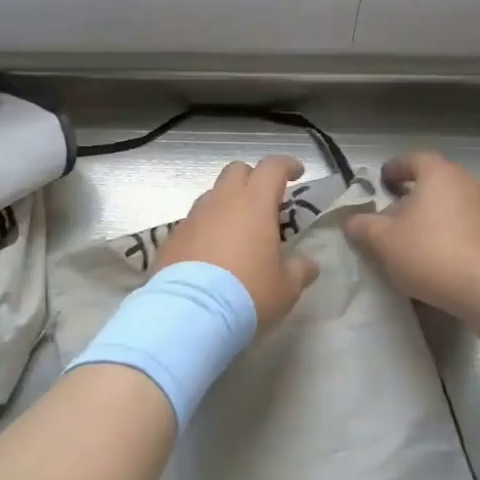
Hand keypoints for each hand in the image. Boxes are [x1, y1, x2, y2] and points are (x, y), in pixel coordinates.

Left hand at [156, 157, 319, 327]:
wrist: (189, 313)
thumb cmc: (247, 294)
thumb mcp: (286, 288)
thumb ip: (300, 270)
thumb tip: (307, 264)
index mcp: (254, 203)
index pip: (272, 167)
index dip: (287, 165)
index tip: (296, 173)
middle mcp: (221, 201)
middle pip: (236, 171)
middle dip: (252, 179)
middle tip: (264, 202)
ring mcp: (192, 217)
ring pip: (212, 196)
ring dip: (227, 205)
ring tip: (237, 233)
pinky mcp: (171, 238)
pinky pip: (193, 223)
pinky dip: (206, 229)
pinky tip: (211, 255)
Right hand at [344, 151, 479, 315]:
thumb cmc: (431, 253)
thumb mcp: (383, 241)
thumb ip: (362, 226)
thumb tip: (351, 220)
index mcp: (439, 174)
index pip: (413, 159)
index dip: (394, 168)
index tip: (380, 182)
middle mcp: (467, 183)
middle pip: (434, 181)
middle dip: (411, 195)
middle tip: (391, 213)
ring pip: (451, 204)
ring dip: (430, 215)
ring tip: (411, 238)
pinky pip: (466, 225)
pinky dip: (448, 232)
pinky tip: (436, 255)